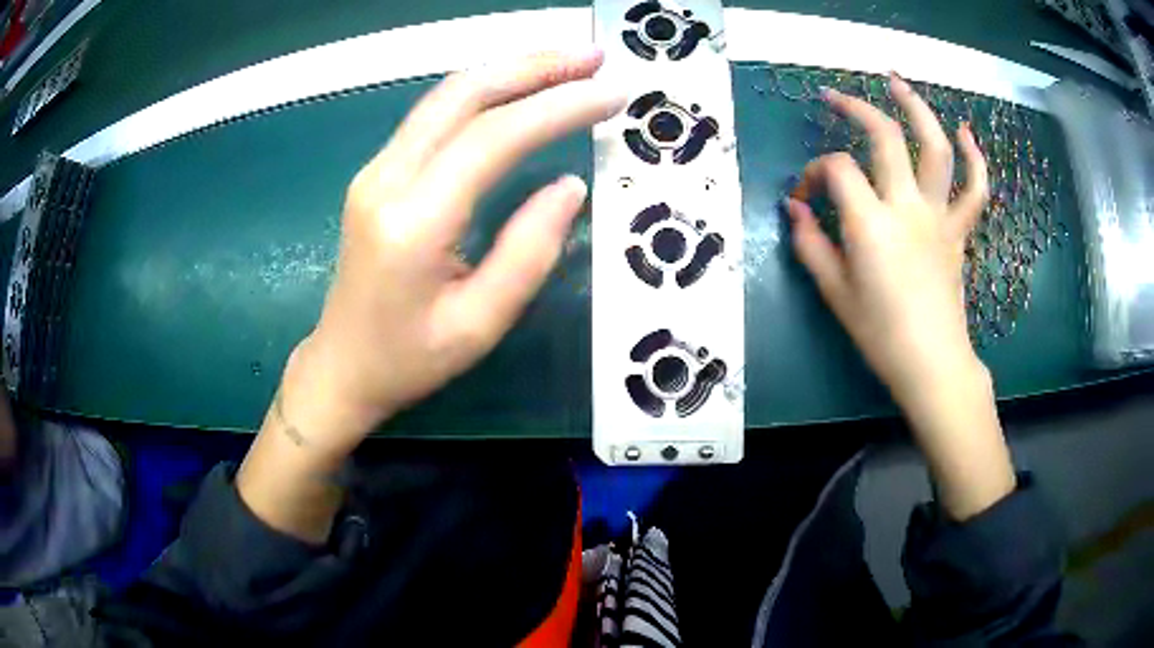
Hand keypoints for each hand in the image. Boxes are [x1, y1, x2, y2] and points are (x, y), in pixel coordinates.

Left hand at [286, 49, 625, 455]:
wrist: (342, 365)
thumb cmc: (409, 360)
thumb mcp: (480, 325)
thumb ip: (529, 252)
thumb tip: (569, 186)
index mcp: (412, 223)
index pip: (493, 137)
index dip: (558, 107)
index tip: (611, 94)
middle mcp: (386, 180)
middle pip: (463, 95)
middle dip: (534, 66)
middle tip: (594, 58)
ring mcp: (375, 171)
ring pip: (446, 95)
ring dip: (510, 70)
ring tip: (567, 64)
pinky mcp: (377, 173)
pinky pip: (435, 114)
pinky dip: (484, 92)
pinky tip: (518, 89)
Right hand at [788, 75, 1014, 519]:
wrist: (932, 364)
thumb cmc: (881, 334)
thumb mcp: (834, 293)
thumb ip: (810, 244)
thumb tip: (795, 209)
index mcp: (871, 224)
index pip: (837, 169)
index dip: (814, 173)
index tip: (807, 197)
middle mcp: (907, 207)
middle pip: (884, 137)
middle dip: (854, 108)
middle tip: (834, 97)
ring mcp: (939, 215)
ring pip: (935, 148)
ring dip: (916, 108)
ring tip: (897, 83)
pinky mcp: (959, 230)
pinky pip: (975, 189)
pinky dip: (974, 158)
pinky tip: (964, 132)